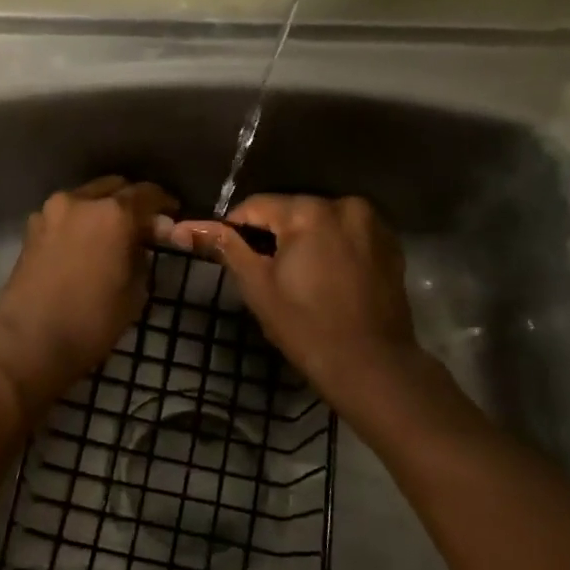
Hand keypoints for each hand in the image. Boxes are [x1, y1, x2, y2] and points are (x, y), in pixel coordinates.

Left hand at [0, 176, 176, 416]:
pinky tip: (86, 245)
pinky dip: (80, 222)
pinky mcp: (30, 230)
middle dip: (131, 201)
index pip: (147, 193)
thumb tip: (140, 246)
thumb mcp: (134, 294)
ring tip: (113, 236)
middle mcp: (79, 201)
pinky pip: (65, 215)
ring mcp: (49, 213)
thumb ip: (142, 259)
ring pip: (85, 198)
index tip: (172, 214)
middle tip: (143, 226)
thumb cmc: (90, 322)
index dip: (164, 202)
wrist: (27, 343)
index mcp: (112, 213)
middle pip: (113, 187)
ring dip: (102, 210)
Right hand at [167, 194, 434, 421]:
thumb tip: (181, 228)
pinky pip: (346, 235)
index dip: (234, 229)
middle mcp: (344, 205)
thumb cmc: (305, 326)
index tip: (227, 256)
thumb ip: (223, 247)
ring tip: (294, 278)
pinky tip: (325, 279)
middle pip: (290, 211)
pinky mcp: (389, 244)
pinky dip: (330, 248)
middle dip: (272, 235)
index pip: (255, 206)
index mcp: (308, 211)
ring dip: (302, 240)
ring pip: (319, 222)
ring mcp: (372, 224)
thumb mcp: (256, 285)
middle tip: (261, 273)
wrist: (370, 364)